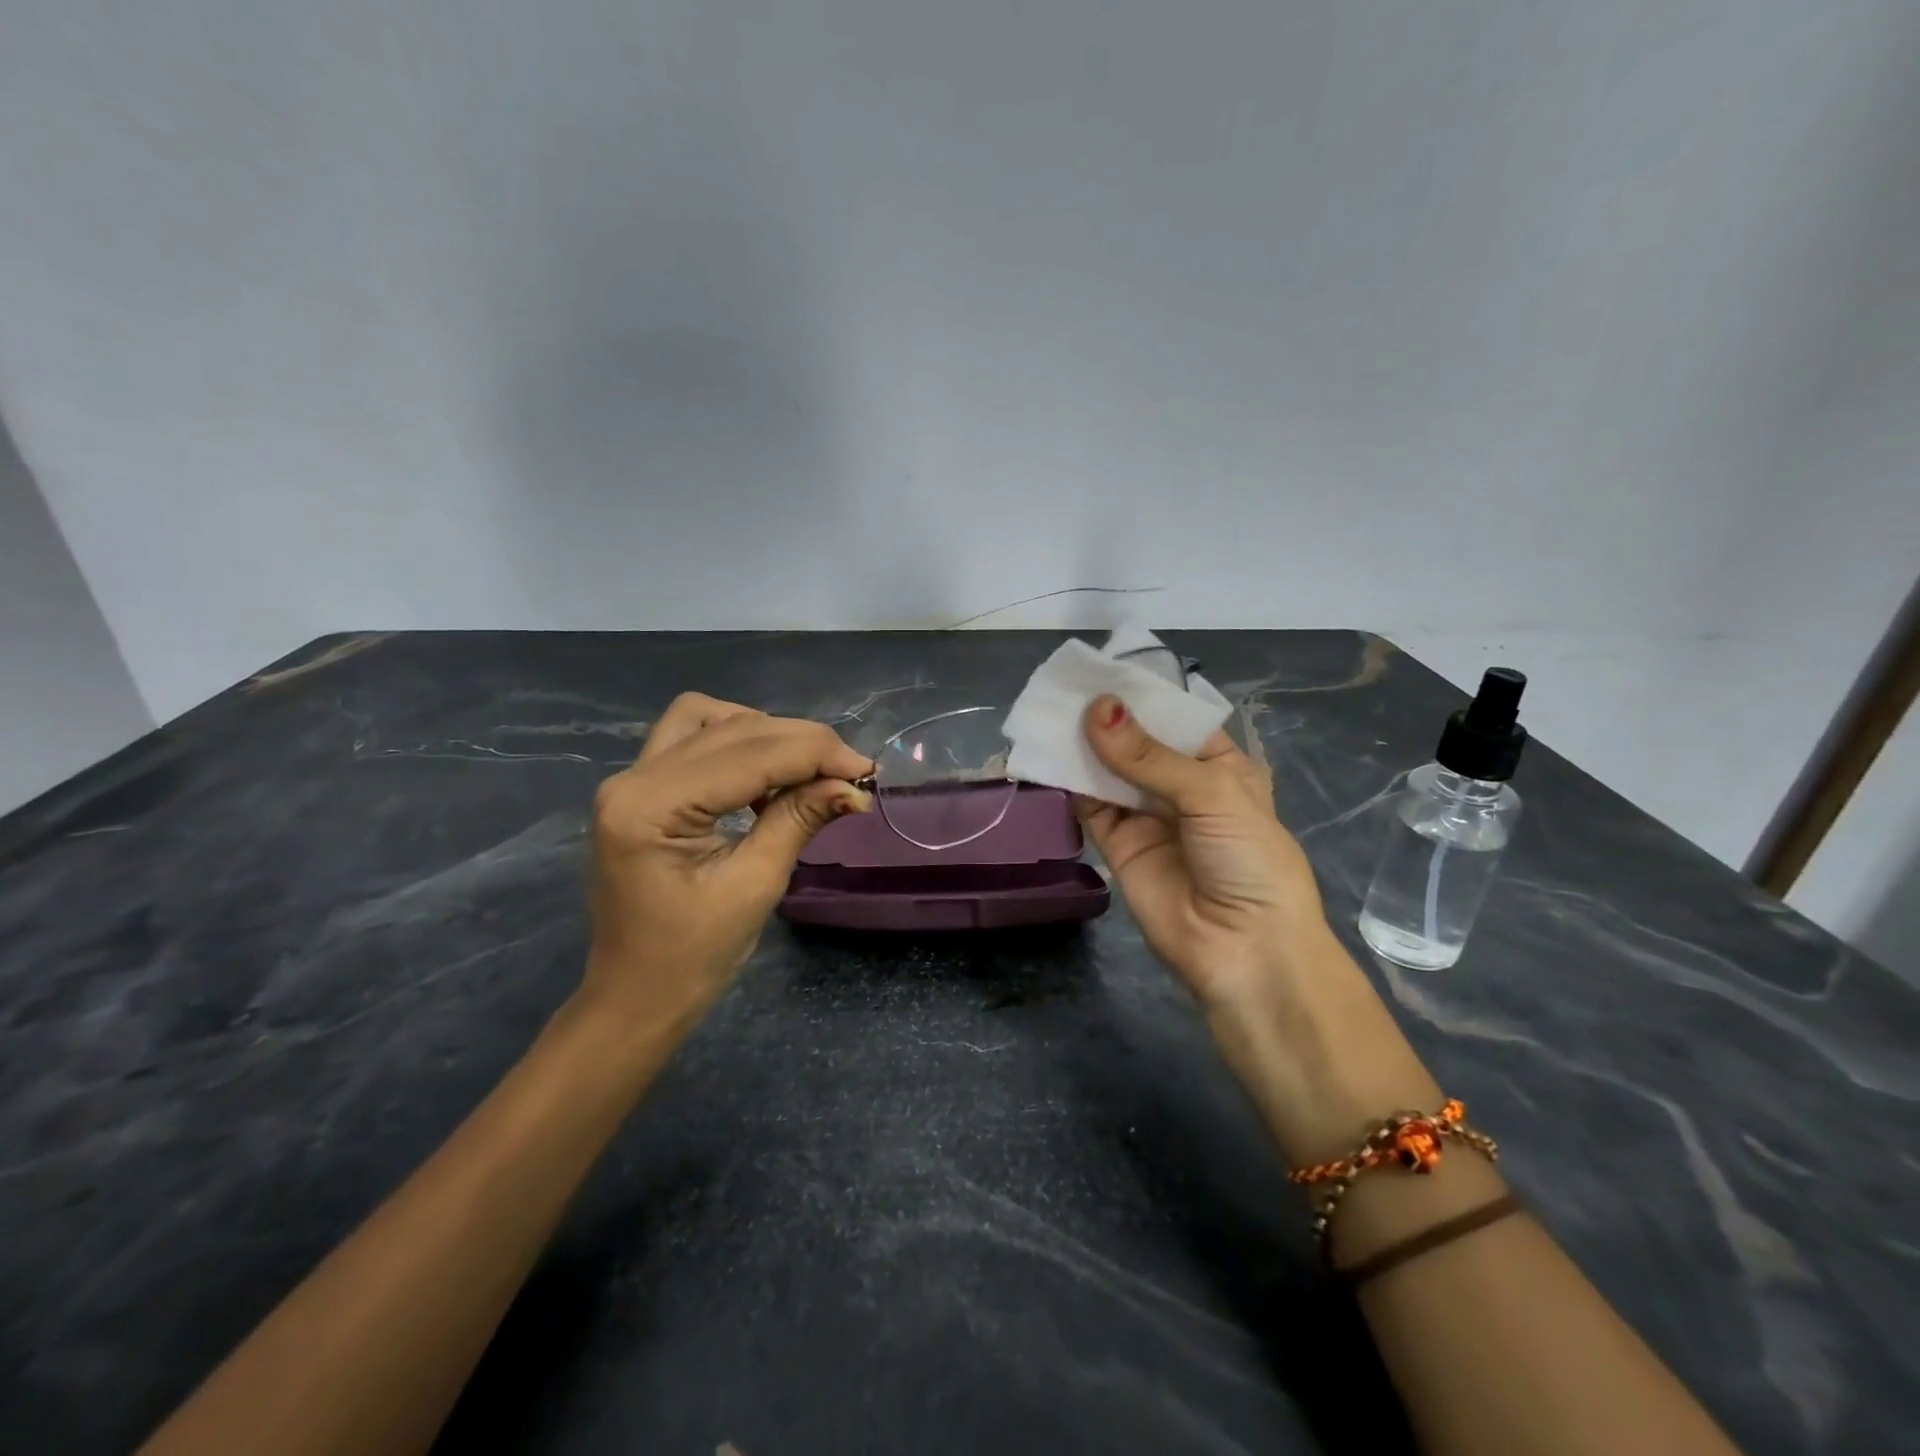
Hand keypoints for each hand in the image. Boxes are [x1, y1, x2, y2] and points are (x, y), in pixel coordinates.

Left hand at [582, 693, 871, 1033]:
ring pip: (710, 719)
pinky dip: (739, 743)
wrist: (635, 996)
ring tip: (808, 771)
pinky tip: (769, 776)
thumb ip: (799, 820)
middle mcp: (633, 777)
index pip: (749, 754)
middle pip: (732, 728)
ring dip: (767, 735)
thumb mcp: (755, 886)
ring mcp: (632, 778)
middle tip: (850, 773)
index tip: (867, 770)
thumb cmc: (692, 957)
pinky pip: (694, 738)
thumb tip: (853, 786)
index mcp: (650, 807)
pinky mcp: (642, 787)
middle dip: (801, 743)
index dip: (816, 753)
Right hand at [1073, 695, 1332, 1010]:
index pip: (1175, 719)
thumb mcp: (1212, 793)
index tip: (1101, 668)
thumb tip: (1096, 708)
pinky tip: (1046, 754)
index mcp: (1219, 765)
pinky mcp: (1117, 844)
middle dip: (1105, 718)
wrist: (1244, 950)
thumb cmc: (1249, 859)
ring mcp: (1146, 815)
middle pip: (1136, 742)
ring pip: (1107, 771)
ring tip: (1048, 711)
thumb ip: (1149, 755)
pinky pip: (1089, 805)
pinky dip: (1068, 782)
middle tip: (1063, 686)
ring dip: (1081, 745)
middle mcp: (1180, 786)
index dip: (1141, 695)